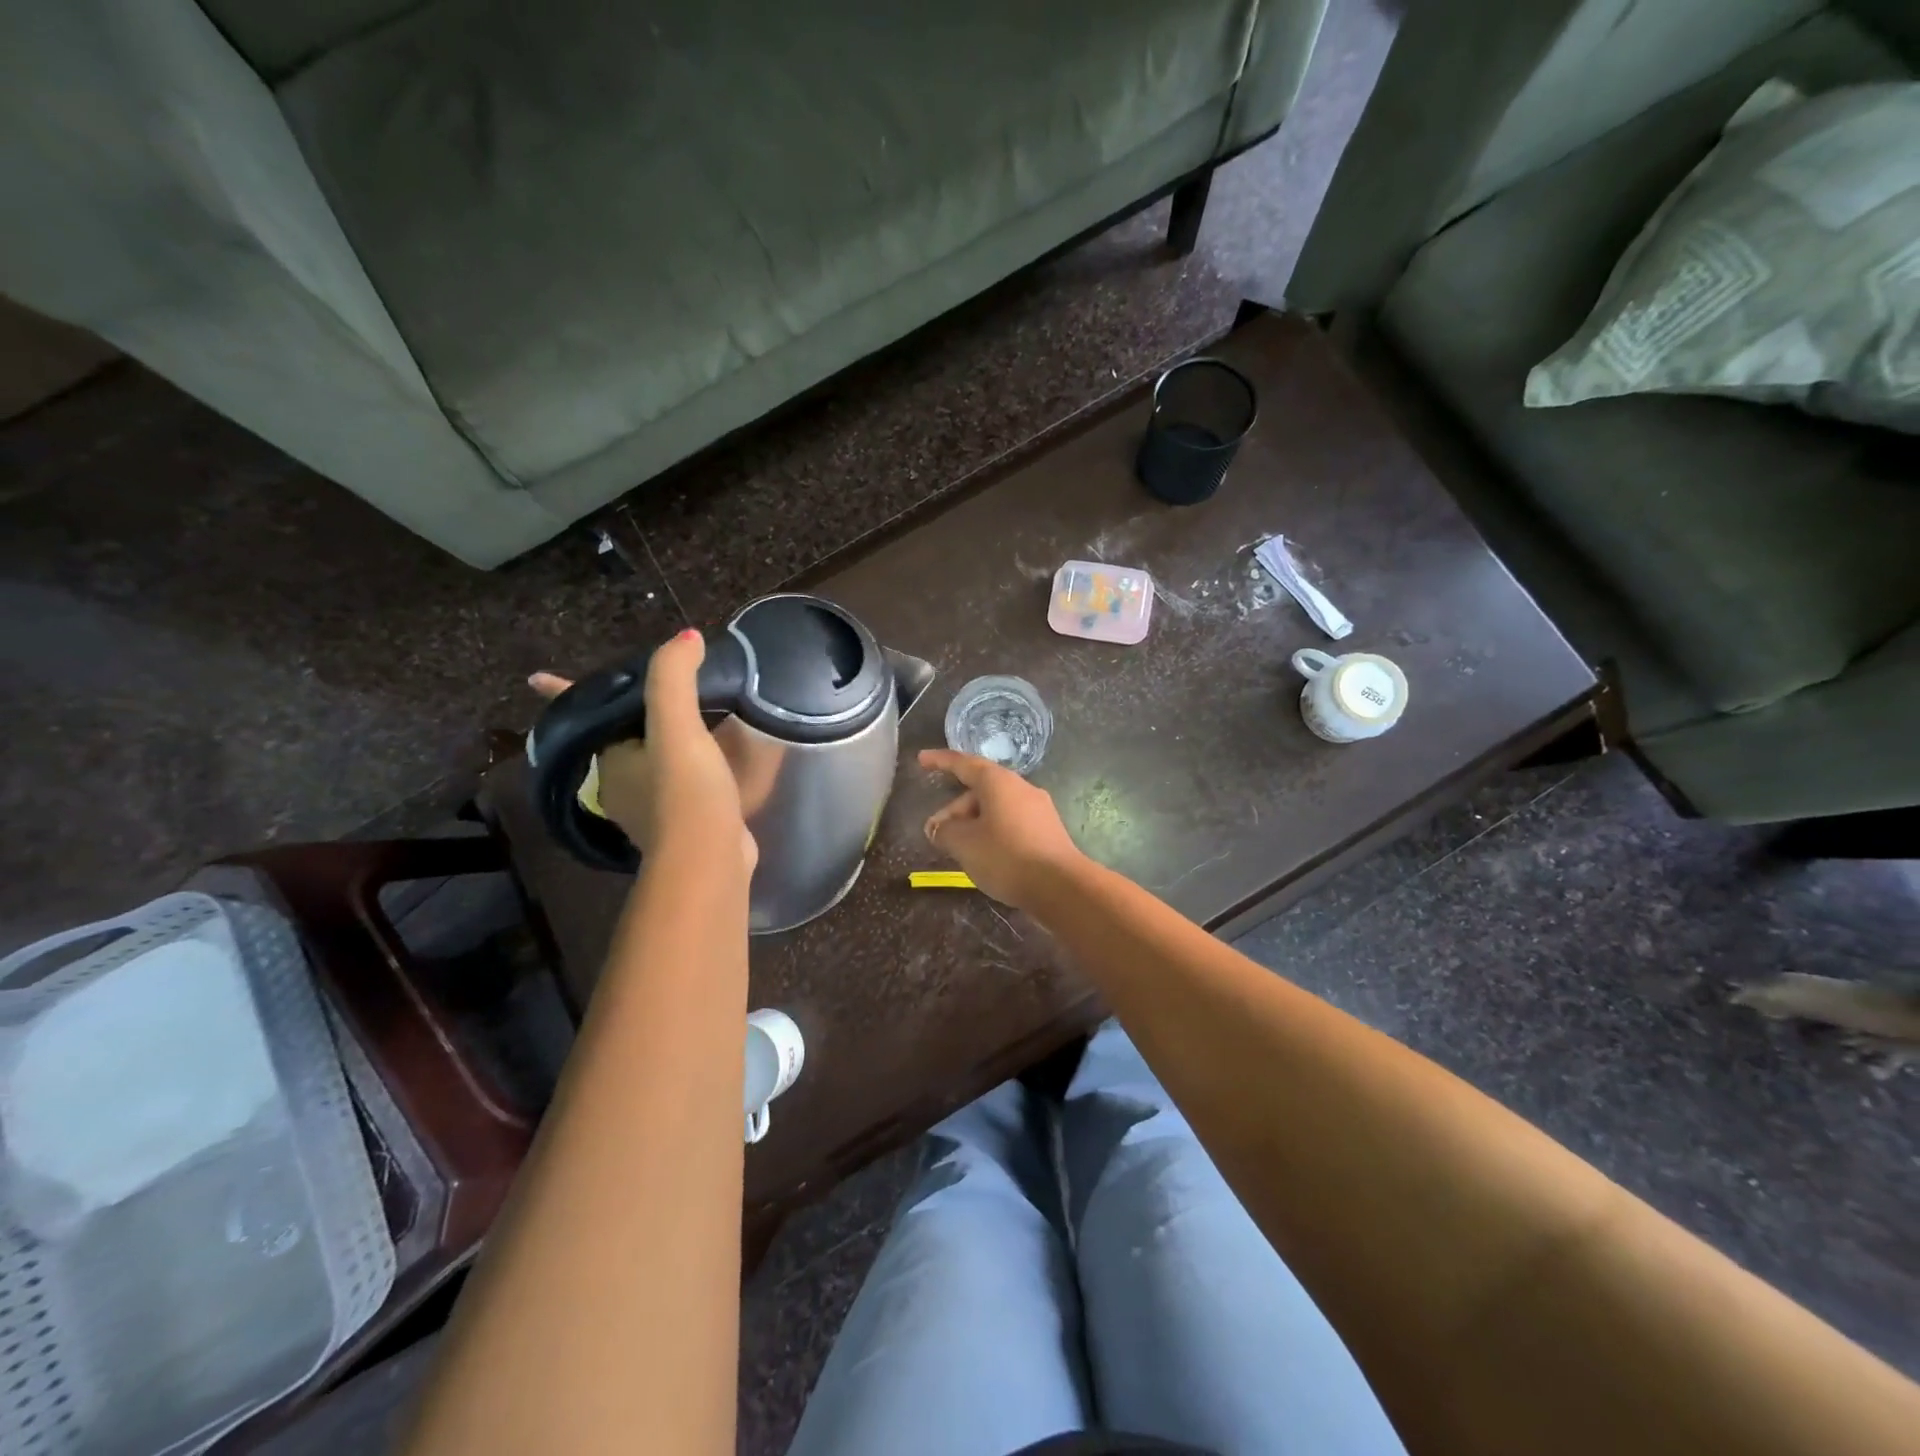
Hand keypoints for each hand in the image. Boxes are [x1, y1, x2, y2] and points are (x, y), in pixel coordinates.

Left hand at [531, 630, 755, 874]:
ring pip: (645, 763)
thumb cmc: (683, 792)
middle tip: (640, 691)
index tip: (538, 677)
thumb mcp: (676, 727)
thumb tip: (686, 638)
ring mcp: (649, 808)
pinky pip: (676, 784)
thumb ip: (674, 678)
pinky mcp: (681, 824)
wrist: (708, 859)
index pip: (579, 716)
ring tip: (678, 720)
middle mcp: (620, 784)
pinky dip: (685, 768)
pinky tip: (706, 760)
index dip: (563, 693)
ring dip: (655, 743)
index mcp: (610, 759)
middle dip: (620, 718)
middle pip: (613, 740)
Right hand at [919, 749, 1085, 911]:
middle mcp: (1020, 787)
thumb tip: (938, 827)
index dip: (940, 761)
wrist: (1061, 886)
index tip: (922, 759)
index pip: (963, 764)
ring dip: (973, 823)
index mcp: (998, 782)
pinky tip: (986, 856)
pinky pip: (1011, 822)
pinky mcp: (1047, 830)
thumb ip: (944, 831)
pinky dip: (992, 832)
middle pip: (980, 790)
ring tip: (959, 850)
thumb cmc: (1006, 856)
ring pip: (996, 808)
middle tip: (937, 833)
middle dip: (955, 809)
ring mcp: (1038, 809)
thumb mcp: (964, 844)